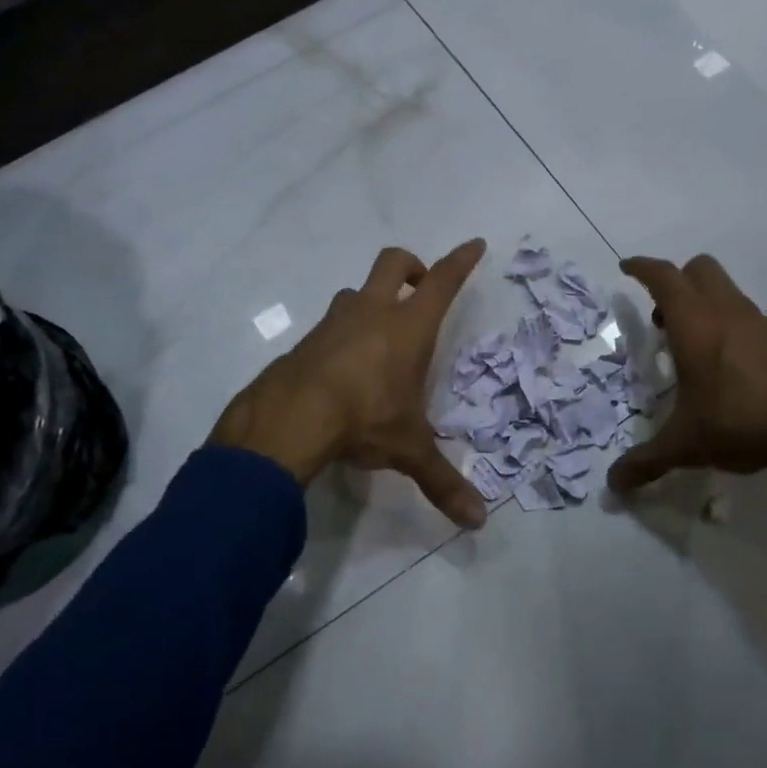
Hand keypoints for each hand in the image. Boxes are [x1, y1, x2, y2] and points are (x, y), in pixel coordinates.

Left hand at [208, 239, 489, 528]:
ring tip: (379, 337)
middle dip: (411, 266)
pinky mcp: (305, 341)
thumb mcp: (408, 450)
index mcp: (408, 327)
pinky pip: (330, 325)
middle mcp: (372, 313)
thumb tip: (478, 522)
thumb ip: (443, 482)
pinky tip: (342, 370)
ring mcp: (334, 323)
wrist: (288, 420)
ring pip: (356, 292)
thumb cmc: (364, 420)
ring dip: (371, 302)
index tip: (474, 244)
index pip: (442, 281)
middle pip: (393, 263)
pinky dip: (342, 334)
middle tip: (418, 288)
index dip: (461, 261)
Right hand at [608, 254, 766, 492]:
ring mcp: (755, 321)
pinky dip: (725, 322)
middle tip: (662, 318)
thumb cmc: (737, 420)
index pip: (663, 277)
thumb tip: (613, 485)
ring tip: (690, 346)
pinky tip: (723, 363)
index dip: (642, 267)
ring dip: (701, 302)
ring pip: (723, 289)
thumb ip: (646, 461)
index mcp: (693, 323)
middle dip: (675, 282)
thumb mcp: (685, 443)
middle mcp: (723, 311)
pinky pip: (743, 313)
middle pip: (697, 268)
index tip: (626, 268)